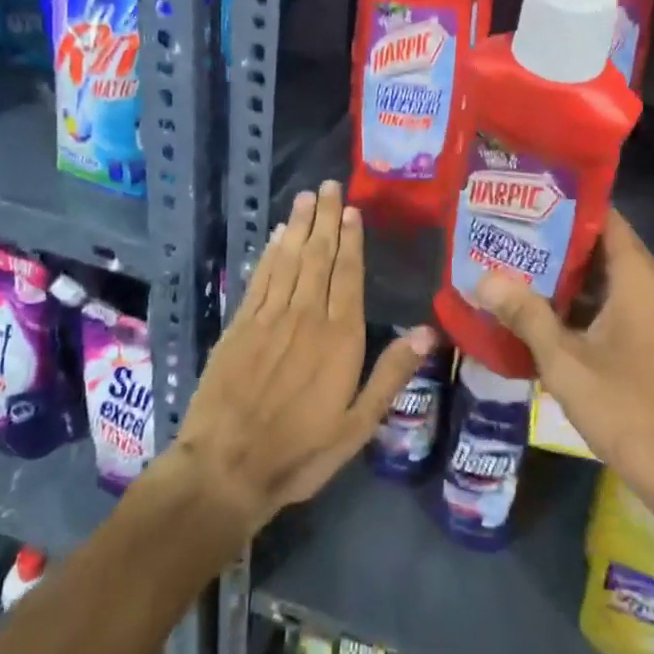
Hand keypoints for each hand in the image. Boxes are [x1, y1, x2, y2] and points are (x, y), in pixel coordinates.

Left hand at [174, 181, 436, 539]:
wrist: (225, 468)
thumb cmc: (299, 451)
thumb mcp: (358, 425)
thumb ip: (391, 374)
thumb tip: (427, 332)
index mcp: (340, 338)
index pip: (349, 276)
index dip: (351, 241)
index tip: (352, 210)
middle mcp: (306, 316)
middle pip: (319, 257)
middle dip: (326, 219)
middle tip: (329, 186)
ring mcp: (269, 317)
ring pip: (289, 260)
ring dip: (299, 226)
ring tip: (306, 196)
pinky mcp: (240, 325)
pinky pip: (261, 278)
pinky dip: (270, 253)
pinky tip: (276, 236)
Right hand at [476, 208, 653, 491]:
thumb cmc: (625, 407)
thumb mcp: (564, 360)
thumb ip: (524, 313)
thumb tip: (482, 278)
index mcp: (641, 277)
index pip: (605, 217)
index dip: (565, 206)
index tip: (526, 204)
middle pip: (605, 246)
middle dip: (558, 243)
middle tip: (511, 238)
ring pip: (612, 277)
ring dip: (571, 276)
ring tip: (520, 270)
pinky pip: (623, 302)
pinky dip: (590, 301)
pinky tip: (550, 312)